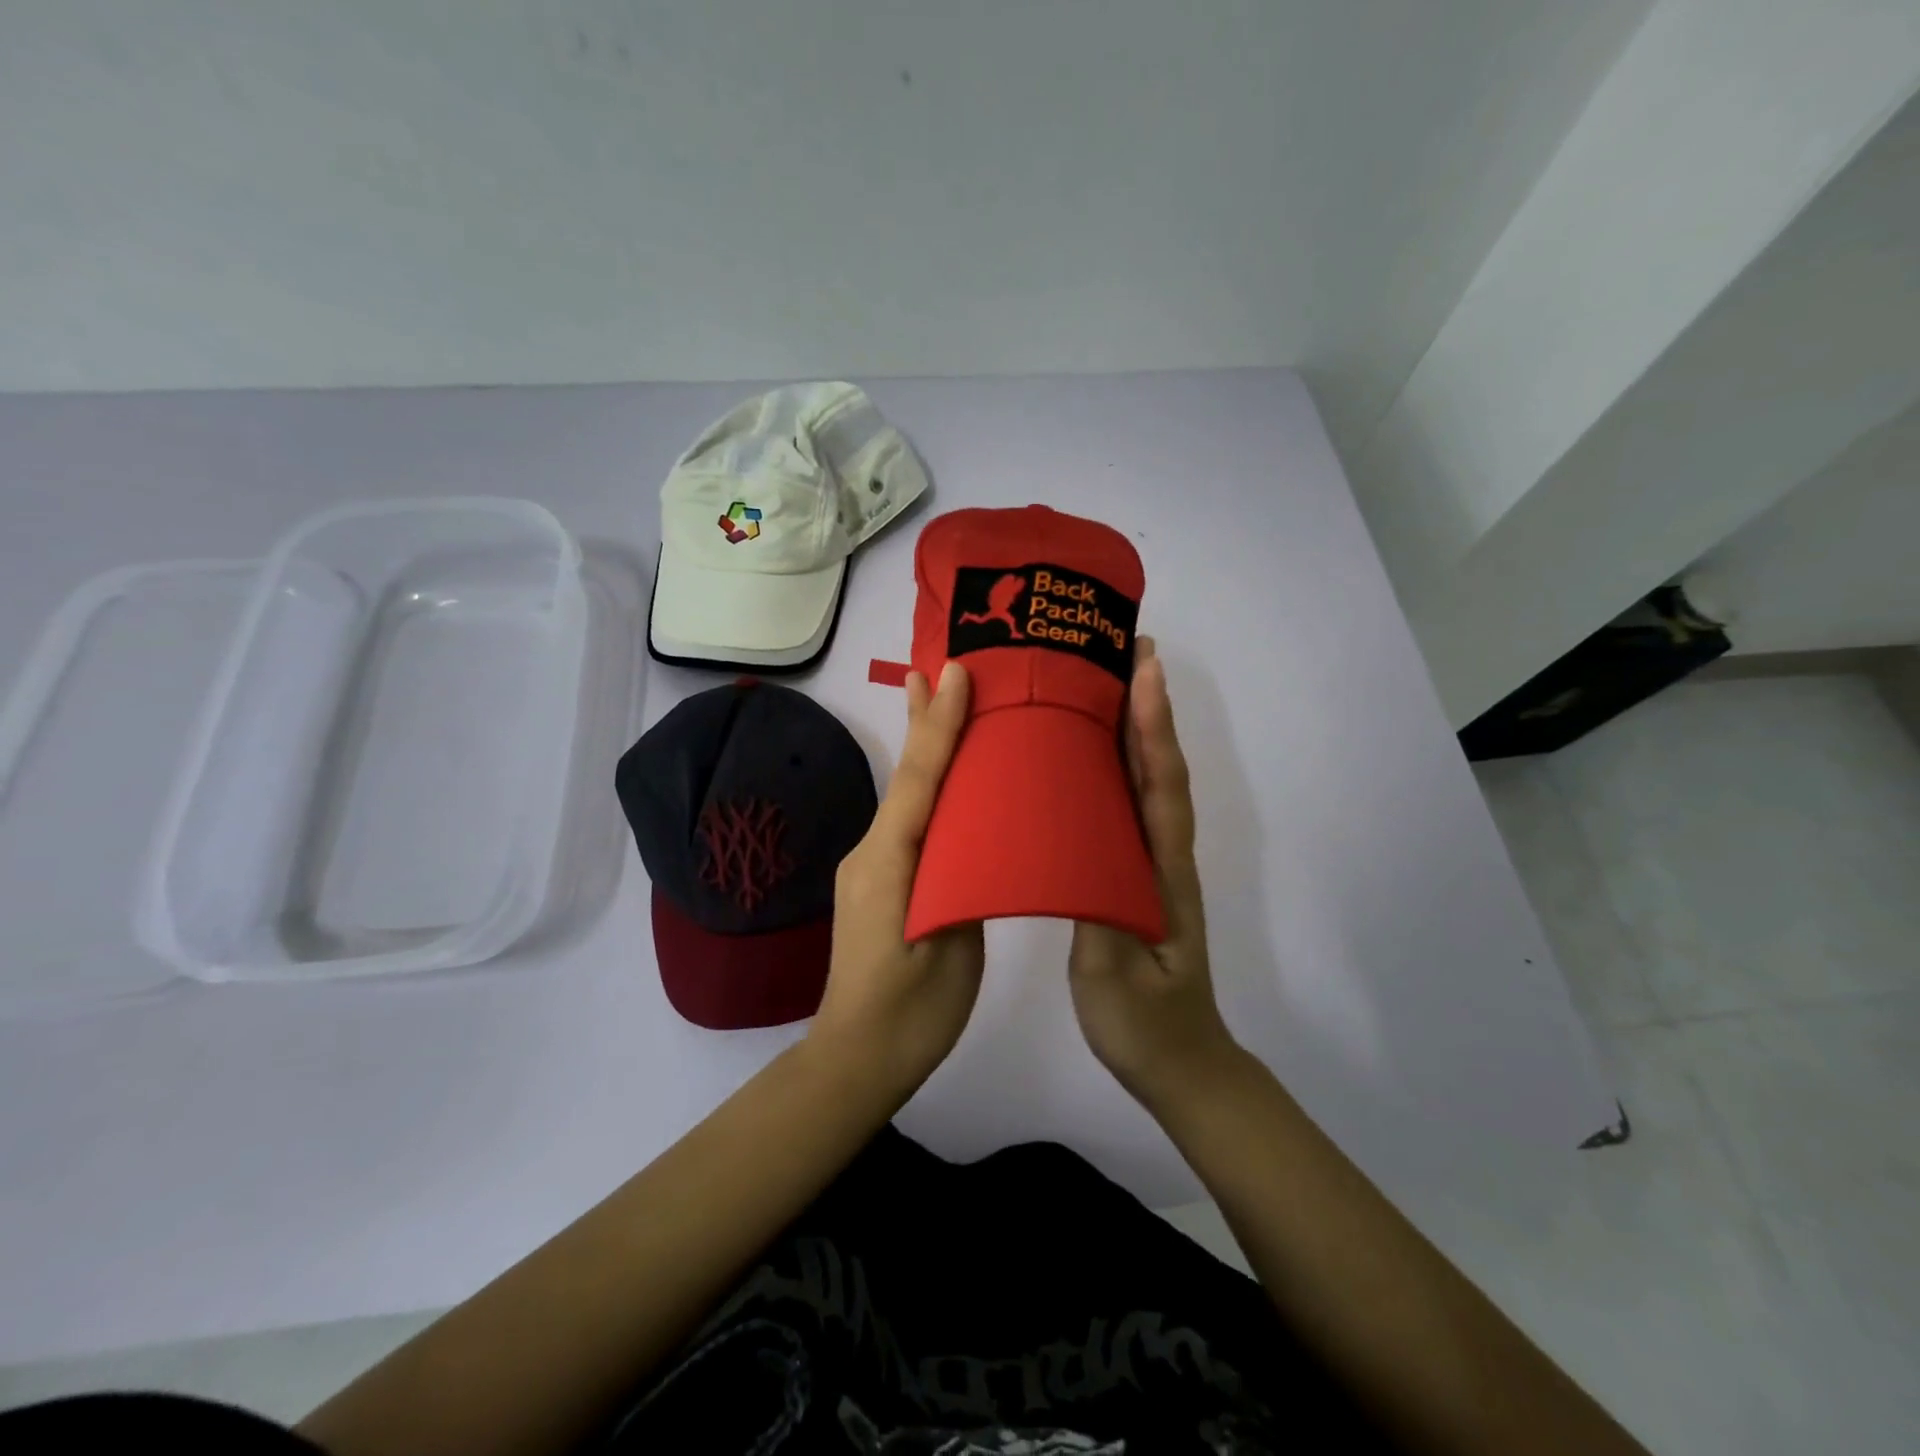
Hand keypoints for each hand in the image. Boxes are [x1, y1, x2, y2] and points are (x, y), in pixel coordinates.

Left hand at [809, 662, 984, 1100]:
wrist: (858, 1058)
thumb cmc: (913, 1010)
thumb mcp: (951, 946)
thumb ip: (961, 883)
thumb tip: (975, 841)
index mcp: (890, 861)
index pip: (919, 780)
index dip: (939, 725)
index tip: (955, 673)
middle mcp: (871, 850)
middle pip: (906, 776)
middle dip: (922, 720)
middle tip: (937, 666)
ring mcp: (870, 865)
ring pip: (905, 796)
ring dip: (924, 750)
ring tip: (942, 702)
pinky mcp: (878, 880)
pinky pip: (906, 821)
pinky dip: (926, 788)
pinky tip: (947, 781)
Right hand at [1069, 639, 1240, 1108]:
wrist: (1182, 1067)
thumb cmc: (1147, 1027)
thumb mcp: (1113, 979)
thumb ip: (1097, 917)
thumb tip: (1073, 850)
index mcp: (1162, 872)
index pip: (1161, 786)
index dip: (1153, 726)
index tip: (1143, 668)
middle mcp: (1163, 856)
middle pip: (1159, 768)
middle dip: (1147, 706)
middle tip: (1123, 649)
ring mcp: (1152, 865)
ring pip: (1146, 783)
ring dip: (1135, 728)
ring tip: (1106, 681)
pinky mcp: (1136, 876)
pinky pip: (1127, 808)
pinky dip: (1117, 768)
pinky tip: (1088, 756)